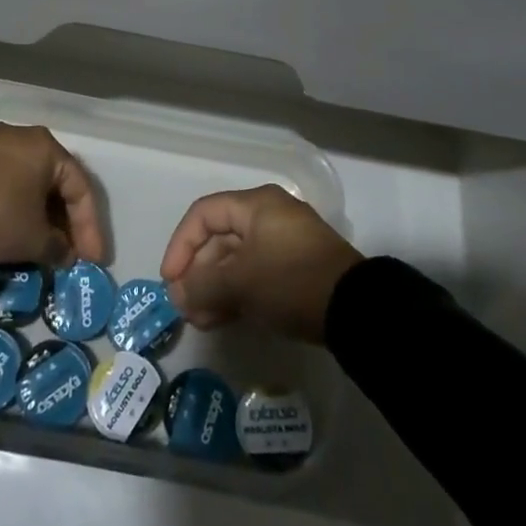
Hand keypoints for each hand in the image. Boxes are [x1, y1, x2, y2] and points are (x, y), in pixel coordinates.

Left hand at [0, 122, 105, 266]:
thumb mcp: (33, 240)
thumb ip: (58, 247)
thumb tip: (64, 253)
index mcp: (47, 147)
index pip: (81, 188)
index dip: (90, 228)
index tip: (93, 260)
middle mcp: (22, 136)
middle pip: (54, 181)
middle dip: (65, 220)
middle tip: (69, 252)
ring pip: (27, 179)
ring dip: (38, 212)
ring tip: (41, 243)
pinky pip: (2, 180)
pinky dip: (13, 204)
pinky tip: (11, 227)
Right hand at [159, 185, 362, 344]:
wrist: (355, 309)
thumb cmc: (291, 280)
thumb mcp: (241, 282)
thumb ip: (202, 285)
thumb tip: (177, 294)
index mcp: (256, 205)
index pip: (204, 215)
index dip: (181, 245)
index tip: (170, 279)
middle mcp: (268, 217)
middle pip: (219, 239)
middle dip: (197, 274)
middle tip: (185, 307)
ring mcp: (282, 244)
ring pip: (235, 261)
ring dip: (213, 288)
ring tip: (200, 320)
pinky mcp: (293, 270)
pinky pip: (253, 275)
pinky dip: (235, 294)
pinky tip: (221, 319)